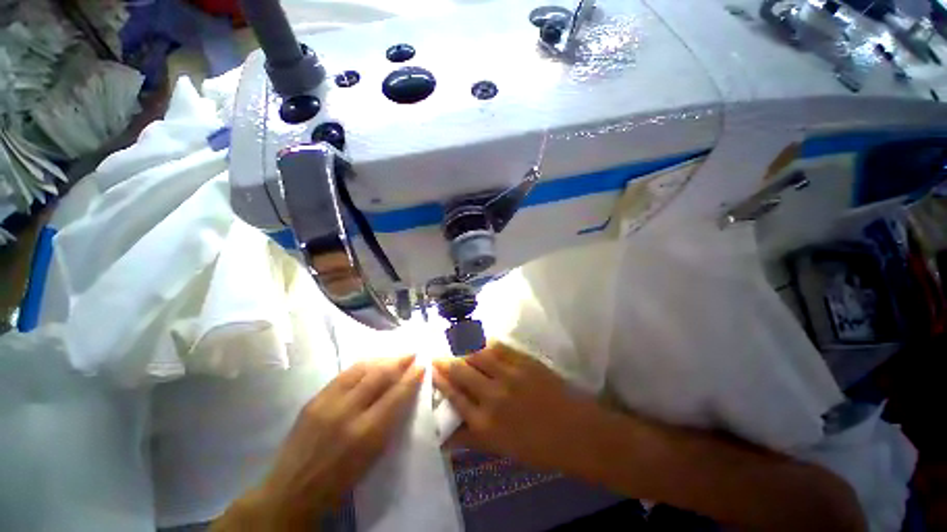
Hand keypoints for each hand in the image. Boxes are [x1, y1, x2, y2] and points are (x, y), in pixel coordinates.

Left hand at [219, 355, 423, 529]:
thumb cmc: (340, 480)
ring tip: (394, 356)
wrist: (292, 490)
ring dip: (382, 359)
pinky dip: (363, 366)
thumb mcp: (373, 456)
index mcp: (366, 433)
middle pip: (379, 375)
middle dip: (399, 361)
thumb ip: (389, 422)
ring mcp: (327, 402)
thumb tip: (403, 393)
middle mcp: (347, 412)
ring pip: (361, 368)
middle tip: (411, 353)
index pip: (396, 395)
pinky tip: (371, 363)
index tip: (422, 365)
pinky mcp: (314, 398)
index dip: (411, 378)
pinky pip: (344, 374)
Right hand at [433, 342, 599, 473]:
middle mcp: (492, 396)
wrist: (577, 433)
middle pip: (461, 371)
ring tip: (452, 340)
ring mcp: (509, 375)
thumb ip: (470, 439)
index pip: (453, 395)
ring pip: (477, 354)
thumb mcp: (500, 449)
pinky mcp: (524, 361)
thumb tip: (443, 437)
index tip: (430, 369)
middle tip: (436, 352)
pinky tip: (478, 337)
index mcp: (484, 423)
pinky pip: (499, 346)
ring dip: (462, 347)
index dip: (439, 380)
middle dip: (445, 360)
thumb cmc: (538, 448)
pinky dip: (485, 341)